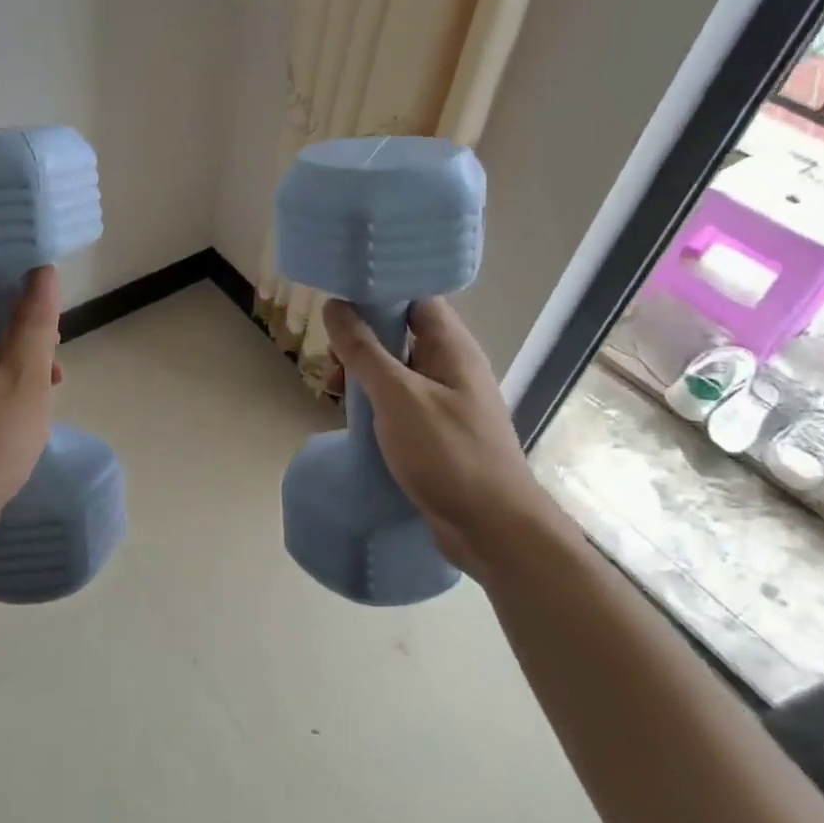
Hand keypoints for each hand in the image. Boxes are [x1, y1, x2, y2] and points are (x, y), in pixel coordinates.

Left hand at [0, 267, 62, 551]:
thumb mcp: (24, 378)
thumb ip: (34, 323)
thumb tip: (42, 271)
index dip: (4, 268)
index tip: (42, 277)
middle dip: (24, 311)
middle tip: (56, 328)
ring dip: (26, 347)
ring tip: (56, 370)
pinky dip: (18, 376)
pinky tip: (41, 398)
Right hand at [322, 296, 561, 579]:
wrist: (493, 530)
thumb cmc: (448, 453)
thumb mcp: (398, 396)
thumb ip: (364, 349)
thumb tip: (334, 305)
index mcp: (451, 348)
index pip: (414, 298)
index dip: (378, 292)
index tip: (337, 300)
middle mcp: (451, 367)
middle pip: (400, 332)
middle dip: (360, 339)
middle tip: (330, 360)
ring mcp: (445, 400)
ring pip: (395, 368)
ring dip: (363, 373)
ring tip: (332, 391)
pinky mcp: (436, 430)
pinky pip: (398, 400)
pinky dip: (373, 401)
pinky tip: (353, 417)